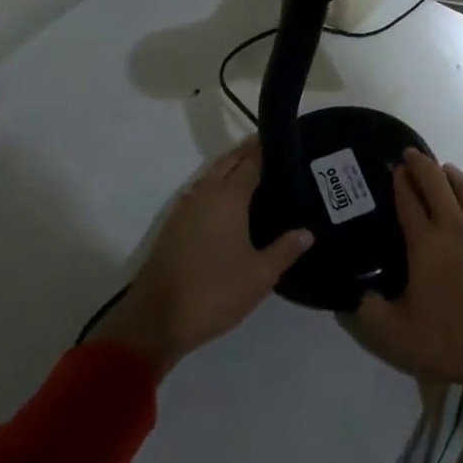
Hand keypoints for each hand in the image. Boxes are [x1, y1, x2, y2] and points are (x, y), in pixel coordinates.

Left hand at [91, 139, 311, 379]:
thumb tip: (307, 232)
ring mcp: (185, 209)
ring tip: (253, 168)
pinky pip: (199, 191)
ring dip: (229, 165)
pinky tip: (226, 200)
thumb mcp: (260, 276)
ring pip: (211, 174)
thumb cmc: (214, 293)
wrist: (155, 322)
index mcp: (228, 197)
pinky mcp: (173, 227)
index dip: (266, 149)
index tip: (284, 141)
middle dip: (247, 151)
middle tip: (272, 148)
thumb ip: (285, 249)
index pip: (251, 161)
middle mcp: (205, 194)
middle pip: (228, 161)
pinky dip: (215, 184)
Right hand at [346, 151, 462, 398]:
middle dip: (420, 164)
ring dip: (449, 173)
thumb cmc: (452, 341)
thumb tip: (350, 294)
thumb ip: (367, 313)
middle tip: (409, 155)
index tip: (392, 168)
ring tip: (441, 171)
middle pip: (436, 181)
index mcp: (426, 242)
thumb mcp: (397, 336)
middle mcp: (455, 224)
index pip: (408, 199)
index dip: (399, 180)